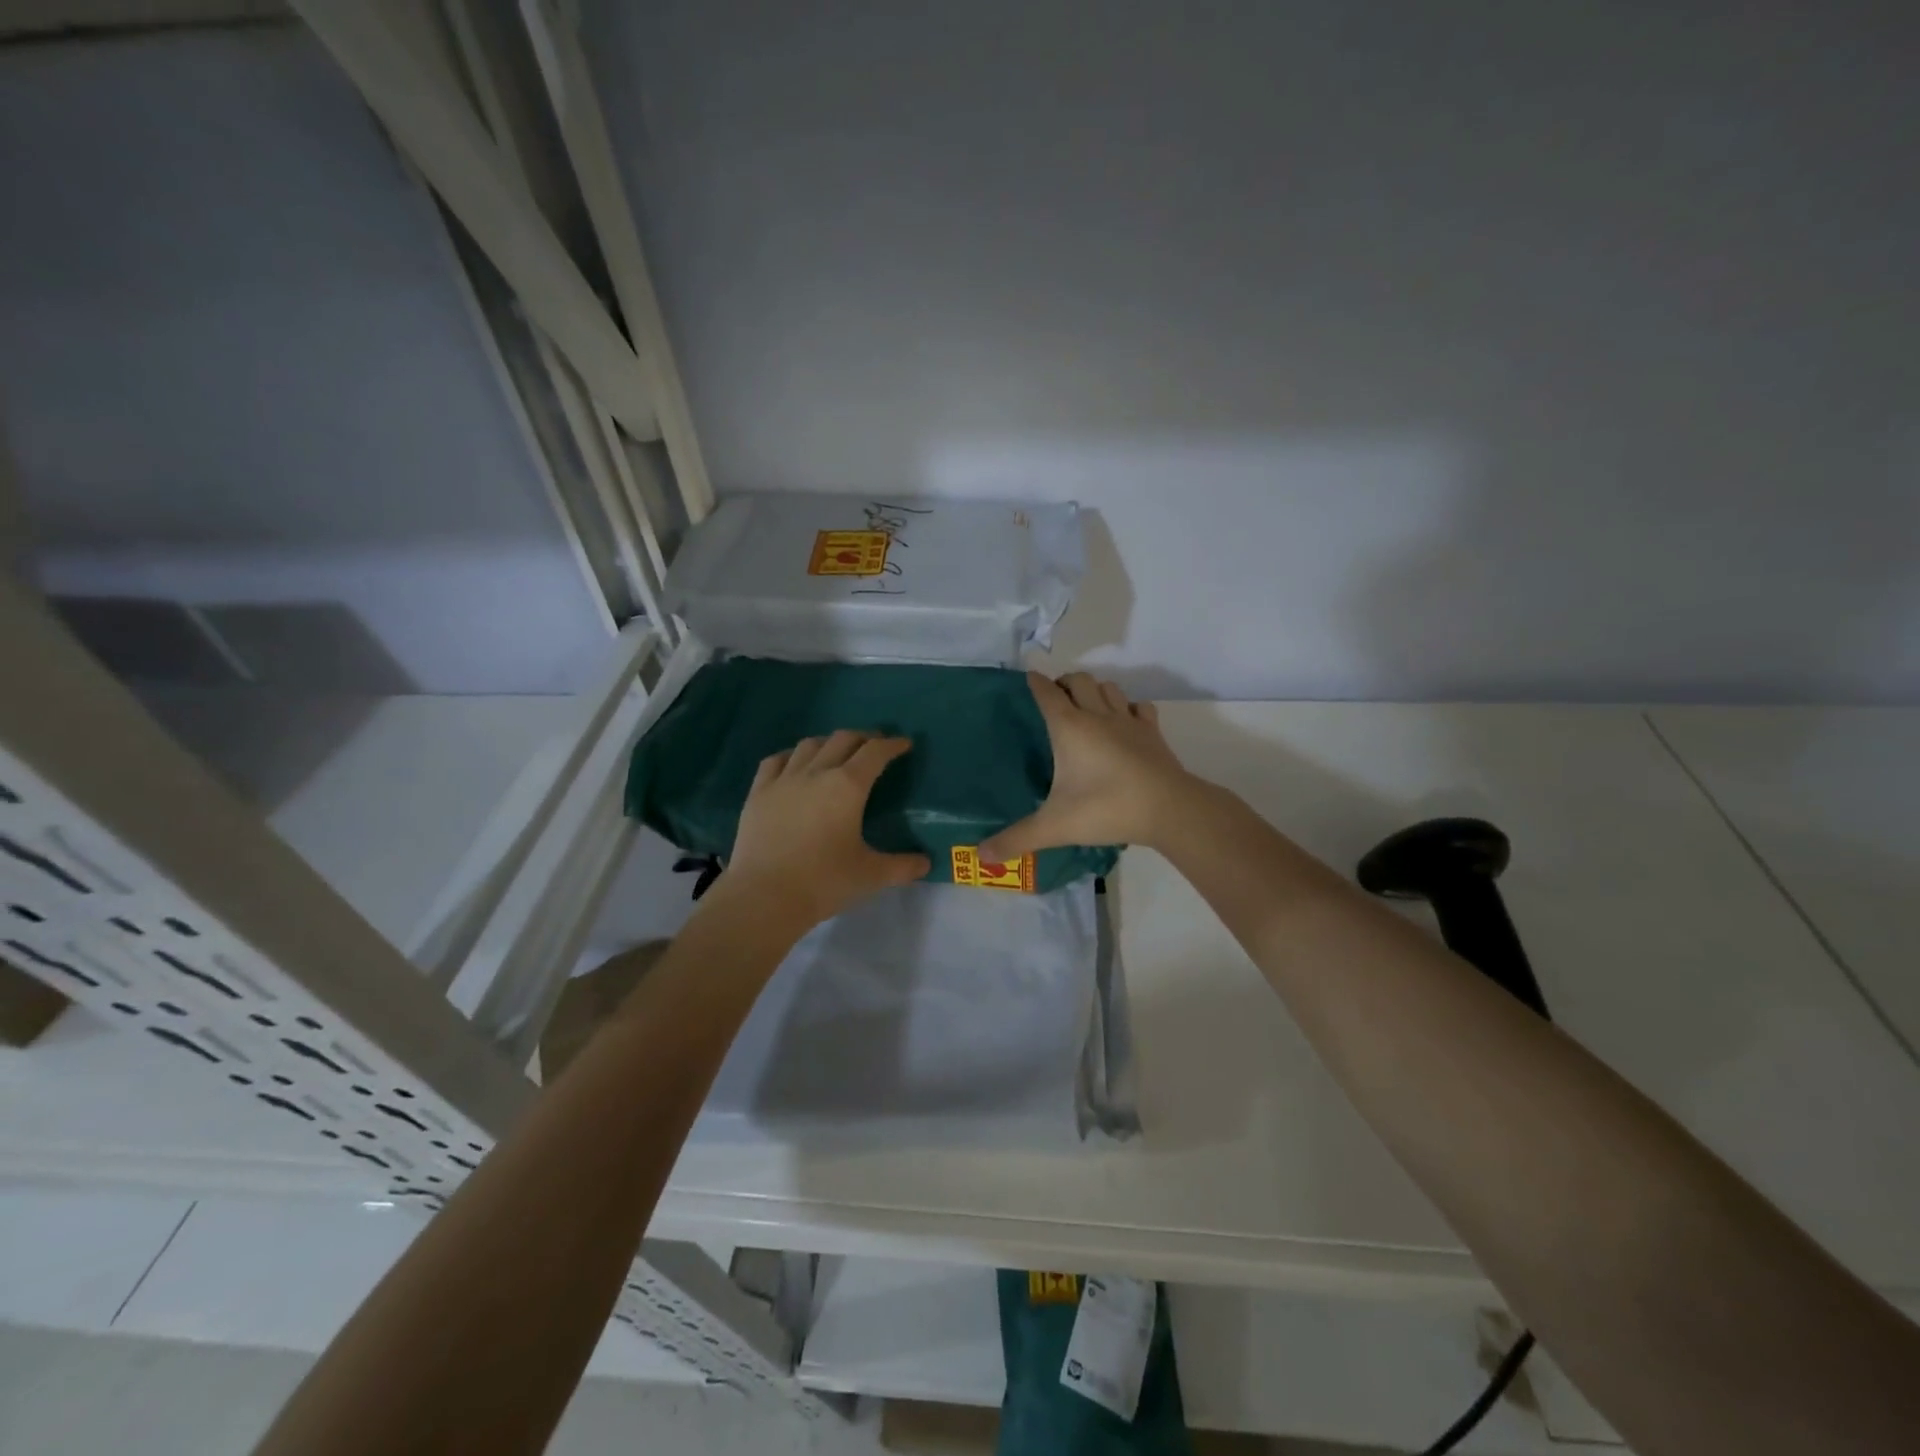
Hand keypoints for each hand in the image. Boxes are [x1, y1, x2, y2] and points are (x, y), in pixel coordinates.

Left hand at [720, 730, 930, 928]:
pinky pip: (776, 761)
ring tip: (837, 753)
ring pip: (809, 745)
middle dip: (864, 738)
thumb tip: (926, 863)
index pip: (875, 752)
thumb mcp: (871, 875)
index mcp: (848, 786)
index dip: (892, 745)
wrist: (764, 896)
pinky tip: (795, 764)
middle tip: (875, 747)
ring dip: (829, 743)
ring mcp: (783, 780)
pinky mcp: (758, 793)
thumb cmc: (824, 882)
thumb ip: (903, 866)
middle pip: (843, 739)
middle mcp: (816, 772)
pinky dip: (792, 756)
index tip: (903, 744)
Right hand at [981, 672, 1195, 859]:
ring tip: (1087, 705)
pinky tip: (1125, 721)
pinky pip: (1139, 707)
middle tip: (1056, 698)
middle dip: (1065, 682)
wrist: (1169, 809)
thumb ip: (1017, 839)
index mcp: (1070, 728)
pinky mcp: (1152, 733)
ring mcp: (1129, 722)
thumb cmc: (1106, 808)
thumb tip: (981, 855)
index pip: (1047, 693)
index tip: (1029, 679)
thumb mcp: (1054, 826)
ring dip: (1095, 690)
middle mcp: (1098, 715)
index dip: (1036, 683)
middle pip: (1079, 681)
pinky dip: (1128, 707)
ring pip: (1109, 688)